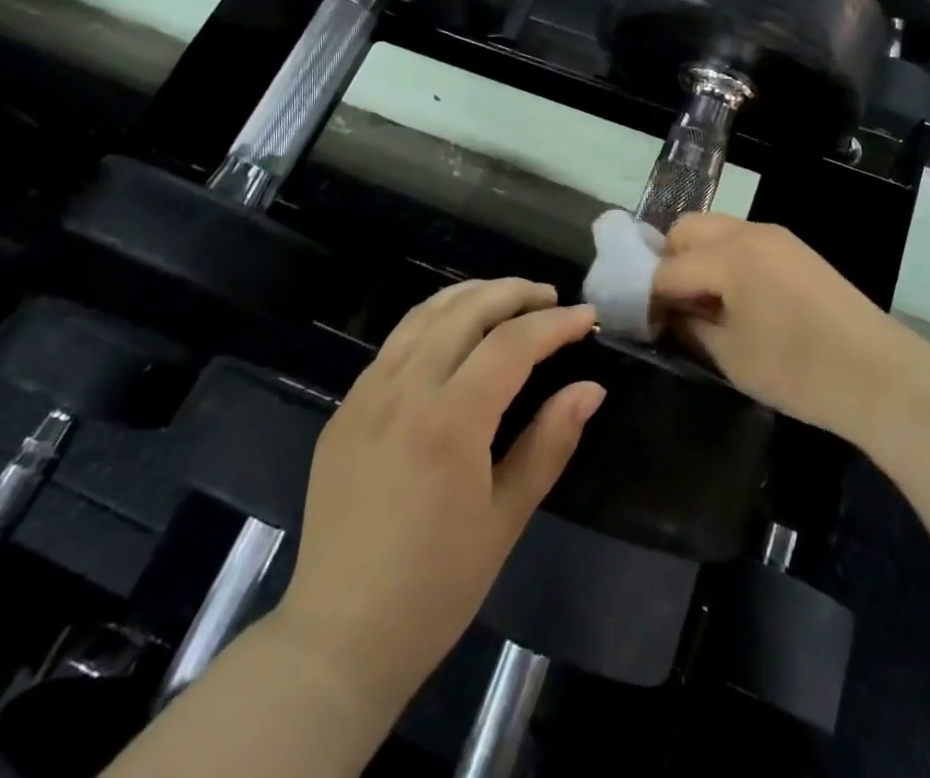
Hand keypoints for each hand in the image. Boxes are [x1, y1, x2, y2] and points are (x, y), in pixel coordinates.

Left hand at [272, 280, 603, 720]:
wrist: (338, 638)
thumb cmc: (436, 587)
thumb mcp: (506, 518)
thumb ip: (550, 443)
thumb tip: (591, 388)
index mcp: (449, 421)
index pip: (512, 343)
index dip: (555, 324)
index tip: (587, 317)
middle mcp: (404, 391)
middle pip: (466, 310)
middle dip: (514, 292)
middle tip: (551, 297)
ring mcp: (366, 395)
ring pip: (424, 314)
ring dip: (472, 295)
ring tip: (507, 298)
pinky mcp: (345, 409)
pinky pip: (395, 343)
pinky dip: (434, 320)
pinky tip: (454, 335)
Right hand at [651, 216, 912, 438]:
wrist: (878, 374)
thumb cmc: (798, 370)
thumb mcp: (731, 355)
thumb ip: (690, 325)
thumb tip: (667, 312)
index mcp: (729, 255)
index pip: (667, 267)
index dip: (646, 295)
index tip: (638, 321)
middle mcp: (749, 232)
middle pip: (687, 229)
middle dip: (668, 261)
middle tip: (670, 305)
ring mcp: (776, 236)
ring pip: (715, 230)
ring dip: (697, 257)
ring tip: (700, 302)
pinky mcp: (794, 249)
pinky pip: (743, 241)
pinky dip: (725, 260)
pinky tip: (732, 298)